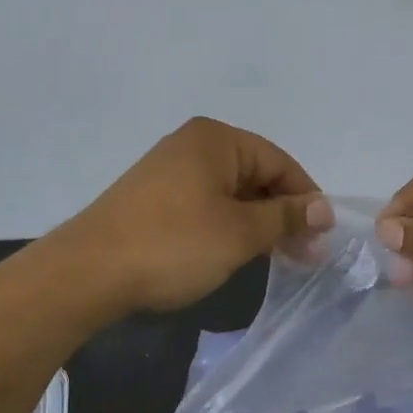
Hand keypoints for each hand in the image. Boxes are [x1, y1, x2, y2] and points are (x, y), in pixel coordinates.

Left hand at [62, 117, 329, 314]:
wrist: (88, 272)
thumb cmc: (173, 245)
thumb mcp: (239, 233)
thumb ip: (285, 217)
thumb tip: (324, 208)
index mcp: (216, 140)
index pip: (279, 162)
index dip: (306, 199)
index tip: (322, 239)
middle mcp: (192, 146)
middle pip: (255, 175)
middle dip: (282, 214)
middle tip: (304, 255)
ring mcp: (168, 171)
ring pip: (231, 193)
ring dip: (256, 223)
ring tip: (273, 258)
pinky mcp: (153, 198)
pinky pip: (205, 205)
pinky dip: (227, 226)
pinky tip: (234, 253)